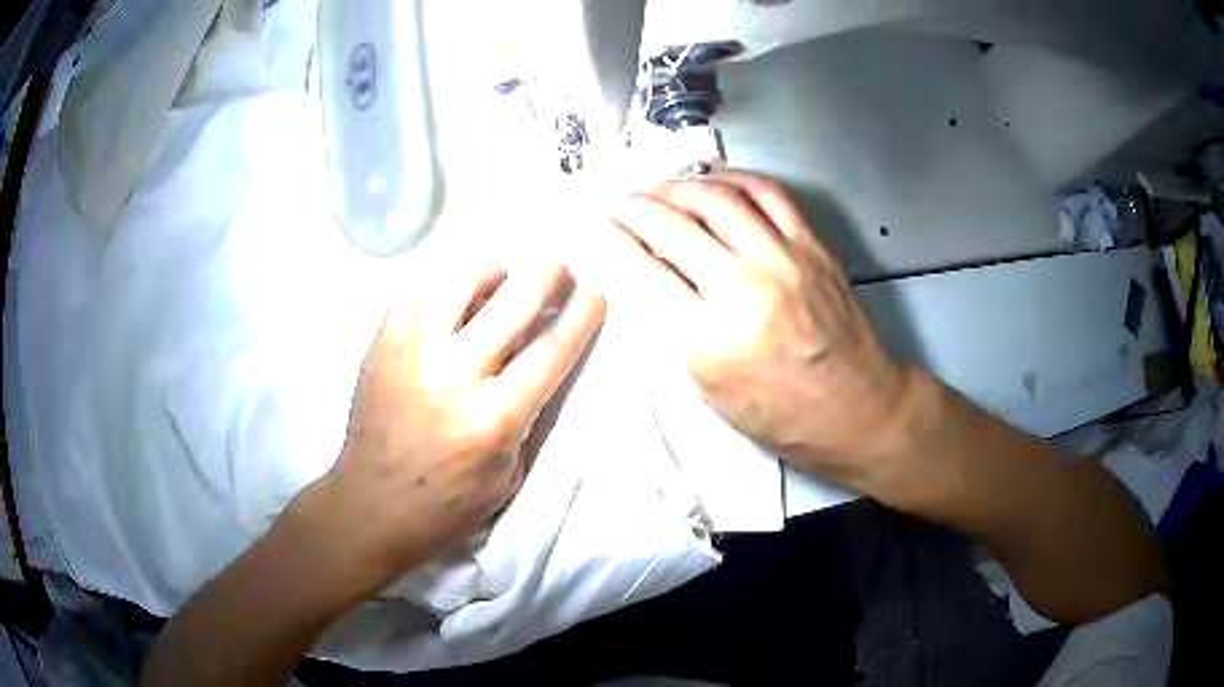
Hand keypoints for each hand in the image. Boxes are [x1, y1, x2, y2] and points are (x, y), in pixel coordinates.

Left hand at [307, 262, 604, 595]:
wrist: (373, 507)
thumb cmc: (449, 504)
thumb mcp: (510, 475)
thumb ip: (530, 415)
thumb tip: (544, 358)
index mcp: (494, 418)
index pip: (552, 349)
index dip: (582, 315)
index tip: (596, 294)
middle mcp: (454, 374)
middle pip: (514, 301)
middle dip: (548, 274)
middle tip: (559, 269)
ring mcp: (412, 353)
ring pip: (460, 281)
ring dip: (492, 273)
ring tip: (499, 280)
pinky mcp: (381, 344)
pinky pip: (416, 293)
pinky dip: (443, 290)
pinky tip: (451, 303)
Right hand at [602, 171, 910, 483]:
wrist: (856, 410)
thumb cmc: (780, 415)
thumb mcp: (709, 390)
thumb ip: (669, 330)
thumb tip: (637, 278)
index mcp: (710, 341)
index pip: (644, 273)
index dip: (614, 243)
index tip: (599, 227)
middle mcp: (744, 290)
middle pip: (674, 227)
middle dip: (635, 207)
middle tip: (618, 201)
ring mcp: (783, 261)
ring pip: (718, 199)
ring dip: (679, 186)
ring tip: (659, 188)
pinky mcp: (812, 247)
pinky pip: (770, 194)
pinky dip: (736, 178)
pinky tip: (714, 179)